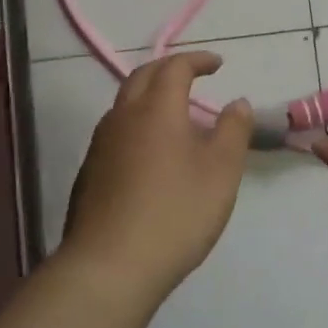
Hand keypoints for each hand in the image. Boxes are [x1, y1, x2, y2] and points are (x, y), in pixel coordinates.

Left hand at [61, 53, 253, 301]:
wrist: (109, 266)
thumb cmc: (175, 213)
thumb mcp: (221, 171)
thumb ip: (233, 130)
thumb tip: (238, 103)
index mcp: (156, 109)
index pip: (175, 67)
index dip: (197, 60)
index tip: (217, 64)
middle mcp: (122, 117)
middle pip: (143, 77)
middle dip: (169, 69)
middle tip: (192, 75)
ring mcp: (100, 145)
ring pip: (125, 105)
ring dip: (150, 97)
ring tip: (175, 115)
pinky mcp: (89, 173)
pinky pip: (116, 132)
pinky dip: (137, 125)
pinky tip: (151, 154)